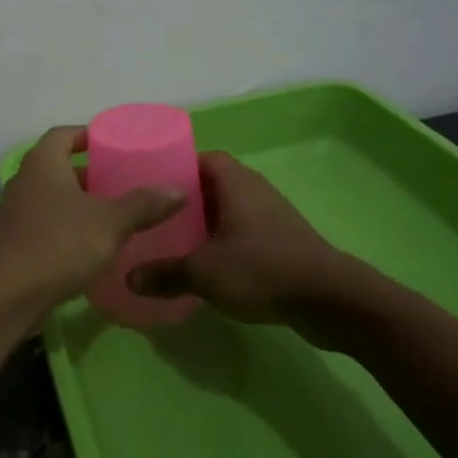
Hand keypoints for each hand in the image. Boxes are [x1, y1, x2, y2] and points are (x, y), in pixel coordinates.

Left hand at [0, 126, 186, 316]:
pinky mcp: (17, 239)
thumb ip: (144, 204)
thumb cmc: (61, 244)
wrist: (12, 295)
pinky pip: (47, 221)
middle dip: (90, 172)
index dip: (88, 135)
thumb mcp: (111, 222)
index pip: (64, 134)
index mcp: (43, 162)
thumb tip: (178, 191)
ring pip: (53, 195)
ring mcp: (17, 211)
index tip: (114, 144)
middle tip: (122, 180)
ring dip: (80, 200)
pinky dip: (69, 224)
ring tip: (114, 211)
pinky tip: (93, 242)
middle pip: (59, 165)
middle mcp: (25, 180)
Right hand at [128, 152, 347, 326]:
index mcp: (236, 182)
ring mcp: (272, 216)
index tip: (149, 185)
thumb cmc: (261, 269)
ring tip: (174, 242)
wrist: (328, 299)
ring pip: (229, 211)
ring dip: (205, 224)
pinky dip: (224, 244)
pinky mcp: (283, 242)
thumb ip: (164, 273)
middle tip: (154, 218)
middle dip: (185, 201)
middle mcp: (255, 191)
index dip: (176, 167)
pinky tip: (207, 266)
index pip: (201, 158)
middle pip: (213, 185)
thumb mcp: (203, 272)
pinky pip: (244, 233)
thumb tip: (129, 279)